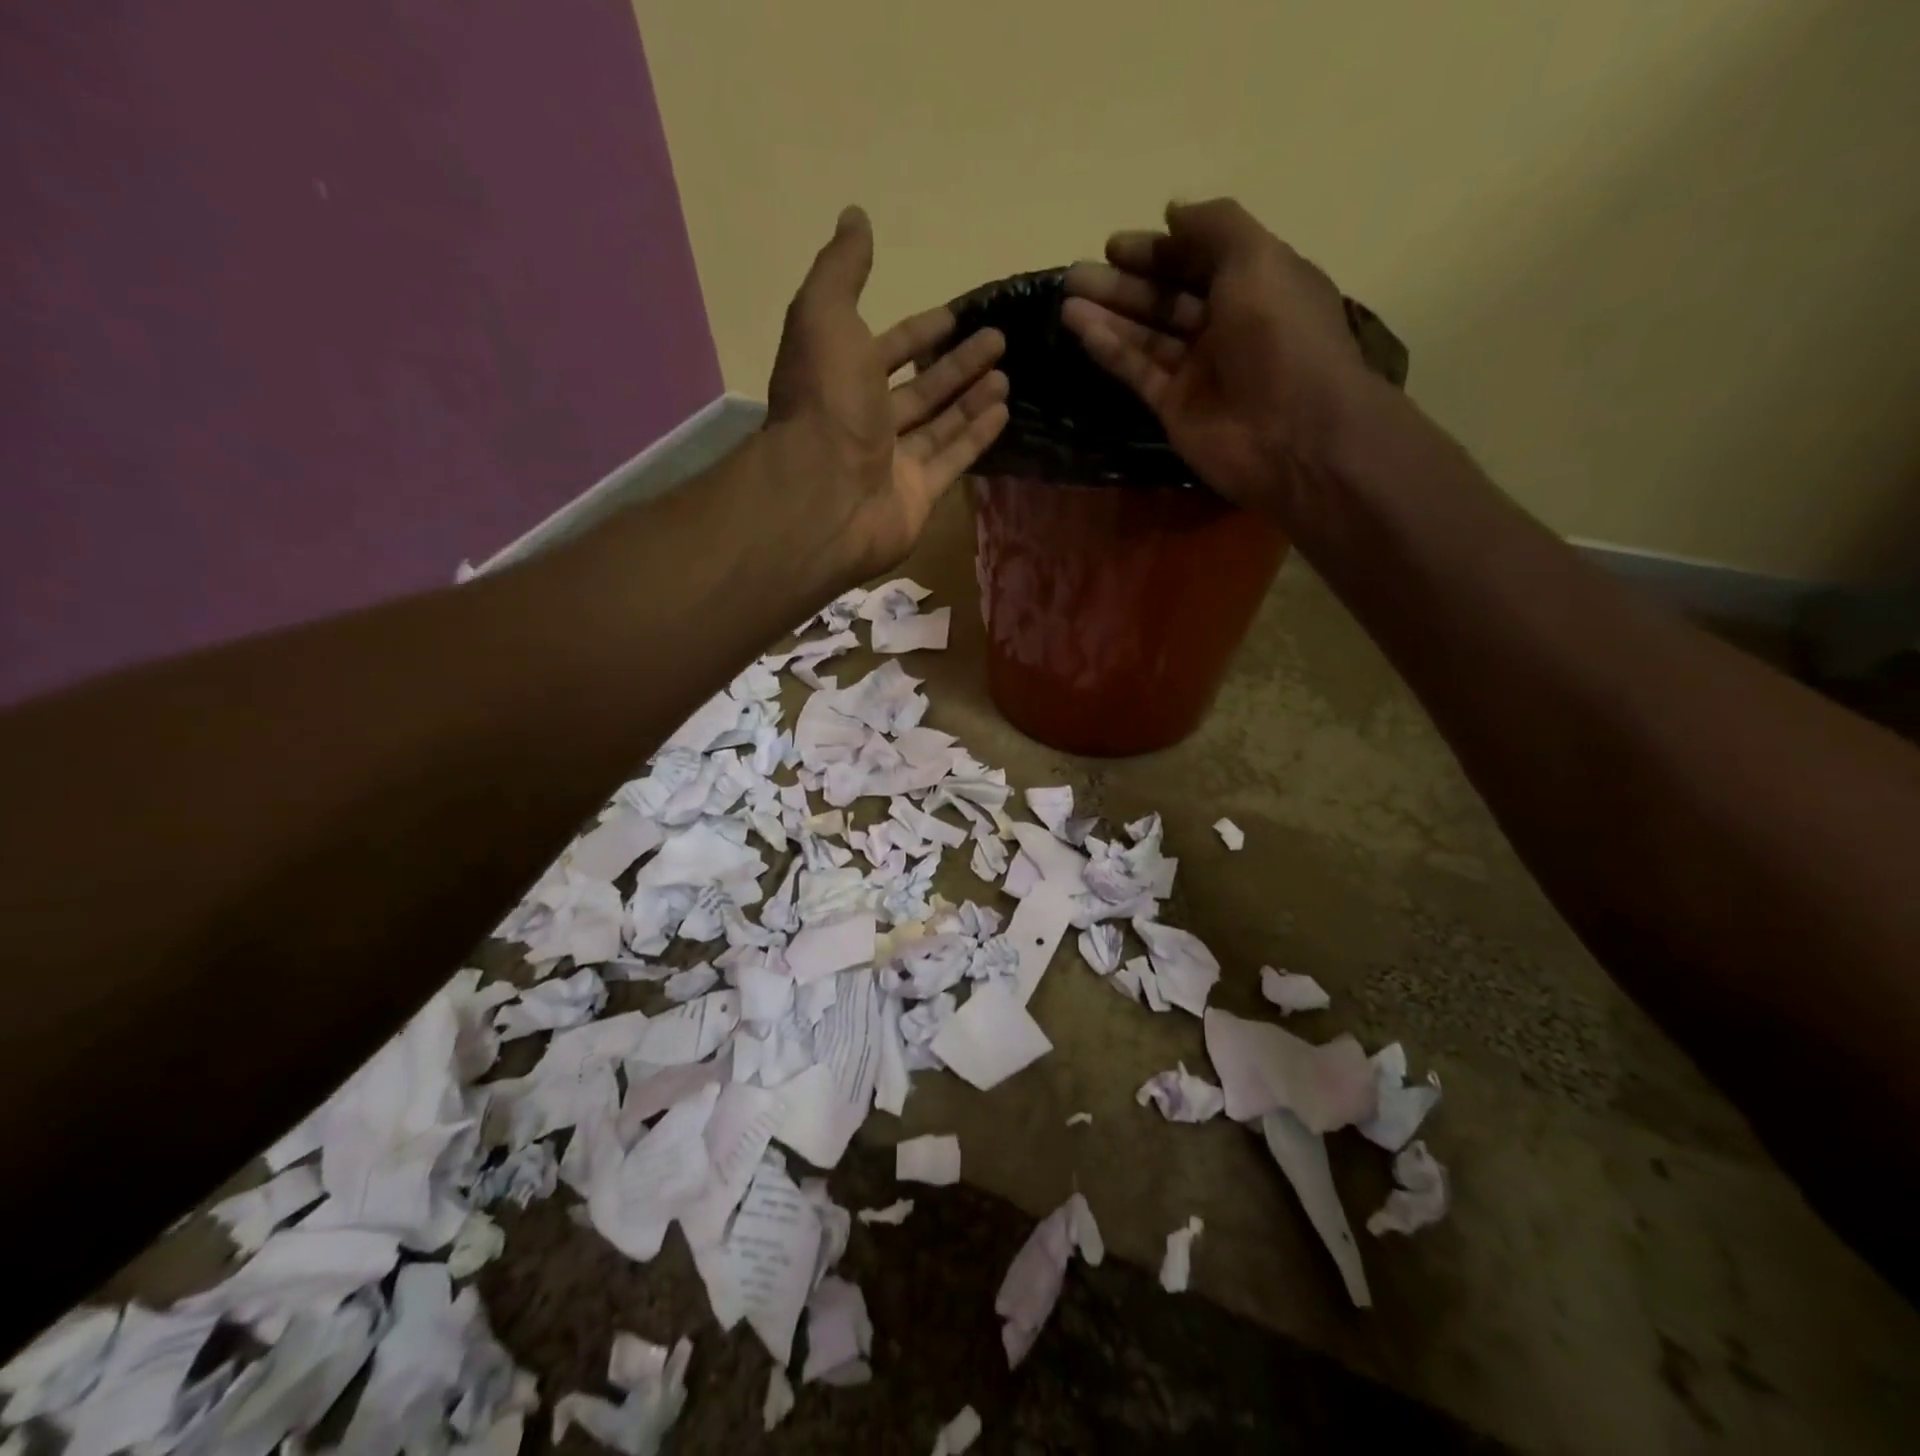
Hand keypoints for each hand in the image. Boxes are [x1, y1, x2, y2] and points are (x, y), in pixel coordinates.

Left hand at [767, 206, 1008, 571]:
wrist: (825, 493)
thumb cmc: (826, 402)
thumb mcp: (825, 316)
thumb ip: (842, 269)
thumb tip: (854, 215)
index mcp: (840, 379)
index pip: (885, 349)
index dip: (918, 331)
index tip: (953, 315)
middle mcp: (866, 421)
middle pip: (919, 389)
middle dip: (956, 364)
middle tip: (999, 340)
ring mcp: (893, 463)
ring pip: (939, 424)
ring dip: (971, 398)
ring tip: (1007, 375)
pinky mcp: (917, 496)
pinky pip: (952, 460)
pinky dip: (976, 437)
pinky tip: (1004, 412)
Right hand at [1061, 199, 1374, 515]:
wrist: (1292, 435)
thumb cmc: (1282, 336)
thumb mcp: (1258, 259)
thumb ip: (1214, 227)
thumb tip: (1172, 211)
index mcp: (1256, 284)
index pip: (1199, 259)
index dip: (1158, 250)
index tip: (1114, 245)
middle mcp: (1226, 325)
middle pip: (1166, 297)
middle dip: (1123, 283)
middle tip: (1076, 272)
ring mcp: (1198, 370)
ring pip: (1146, 335)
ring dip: (1108, 314)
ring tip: (1067, 298)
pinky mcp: (1175, 408)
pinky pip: (1138, 371)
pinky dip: (1111, 350)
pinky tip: (1080, 329)